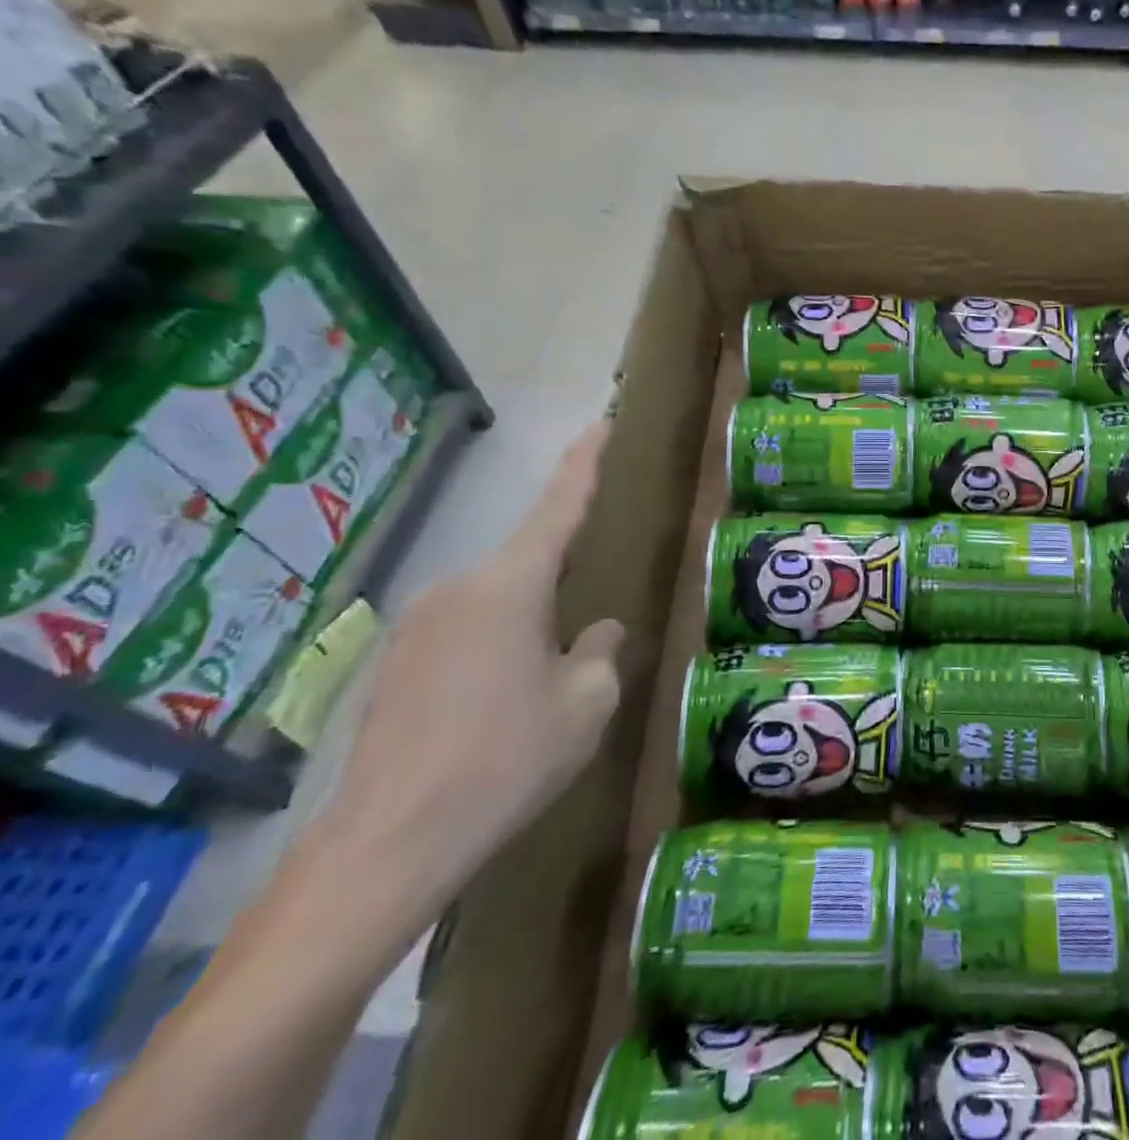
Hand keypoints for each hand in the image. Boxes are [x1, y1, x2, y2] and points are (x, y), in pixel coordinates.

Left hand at [320, 422, 625, 910]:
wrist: (388, 844)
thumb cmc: (507, 760)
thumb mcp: (586, 705)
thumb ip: (600, 654)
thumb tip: (598, 630)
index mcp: (510, 586)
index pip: (557, 508)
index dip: (583, 464)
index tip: (599, 423)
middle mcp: (459, 589)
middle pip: (526, 562)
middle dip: (560, 578)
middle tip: (587, 618)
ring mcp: (417, 626)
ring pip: (495, 601)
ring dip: (526, 623)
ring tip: (543, 679)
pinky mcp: (394, 664)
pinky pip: (463, 632)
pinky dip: (494, 648)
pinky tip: (501, 703)